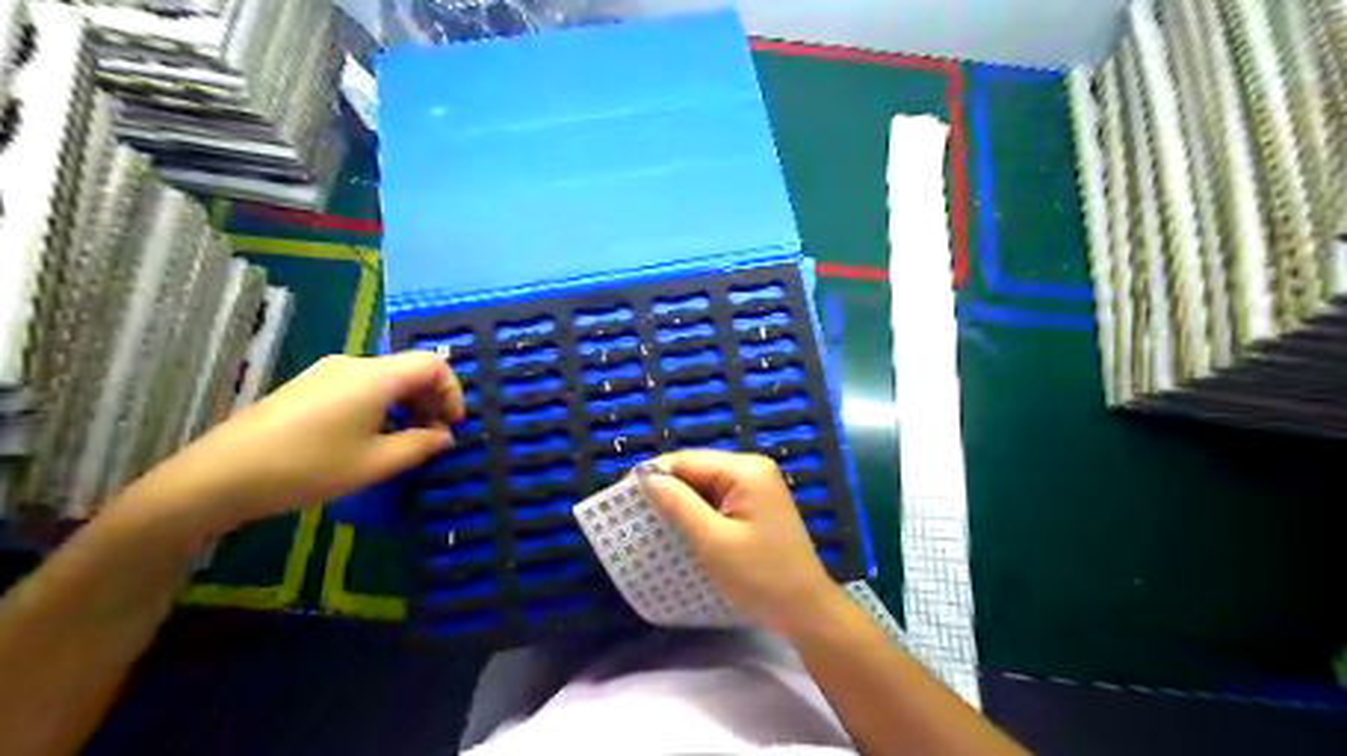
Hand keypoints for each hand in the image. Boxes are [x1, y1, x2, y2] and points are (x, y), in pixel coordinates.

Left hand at [121, 350, 468, 533]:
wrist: (219, 476)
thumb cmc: (308, 468)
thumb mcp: (376, 464)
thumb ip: (421, 446)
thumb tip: (444, 436)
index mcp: (375, 376)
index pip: (432, 364)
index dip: (452, 391)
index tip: (452, 426)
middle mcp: (353, 364)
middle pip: (409, 369)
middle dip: (431, 400)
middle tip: (432, 439)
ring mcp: (326, 373)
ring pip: (385, 379)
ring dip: (406, 405)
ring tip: (404, 442)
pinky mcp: (308, 386)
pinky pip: (361, 386)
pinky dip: (381, 406)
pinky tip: (369, 438)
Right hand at [638, 451, 837, 633]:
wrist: (806, 610)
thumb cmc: (759, 576)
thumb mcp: (712, 541)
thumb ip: (678, 504)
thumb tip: (646, 476)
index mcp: (745, 470)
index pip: (688, 461)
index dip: (654, 475)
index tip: (623, 497)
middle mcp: (753, 469)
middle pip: (697, 470)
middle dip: (667, 490)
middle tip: (634, 514)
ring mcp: (758, 487)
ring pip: (705, 486)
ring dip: (681, 503)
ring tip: (652, 523)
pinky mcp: (757, 506)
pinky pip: (718, 500)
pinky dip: (698, 513)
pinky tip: (681, 529)